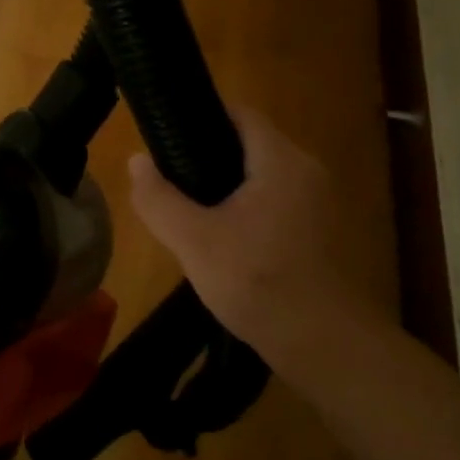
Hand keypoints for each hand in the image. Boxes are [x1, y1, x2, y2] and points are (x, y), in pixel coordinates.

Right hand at [127, 108, 382, 366]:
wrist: (323, 346)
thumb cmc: (257, 282)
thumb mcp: (192, 240)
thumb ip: (158, 198)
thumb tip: (136, 160)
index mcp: (281, 160)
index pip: (238, 113)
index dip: (198, 117)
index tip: (164, 138)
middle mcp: (306, 169)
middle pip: (248, 143)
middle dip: (206, 156)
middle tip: (170, 181)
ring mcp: (318, 201)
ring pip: (260, 175)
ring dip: (226, 186)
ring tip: (189, 210)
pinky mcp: (319, 229)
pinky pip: (275, 200)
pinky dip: (246, 207)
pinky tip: (222, 238)